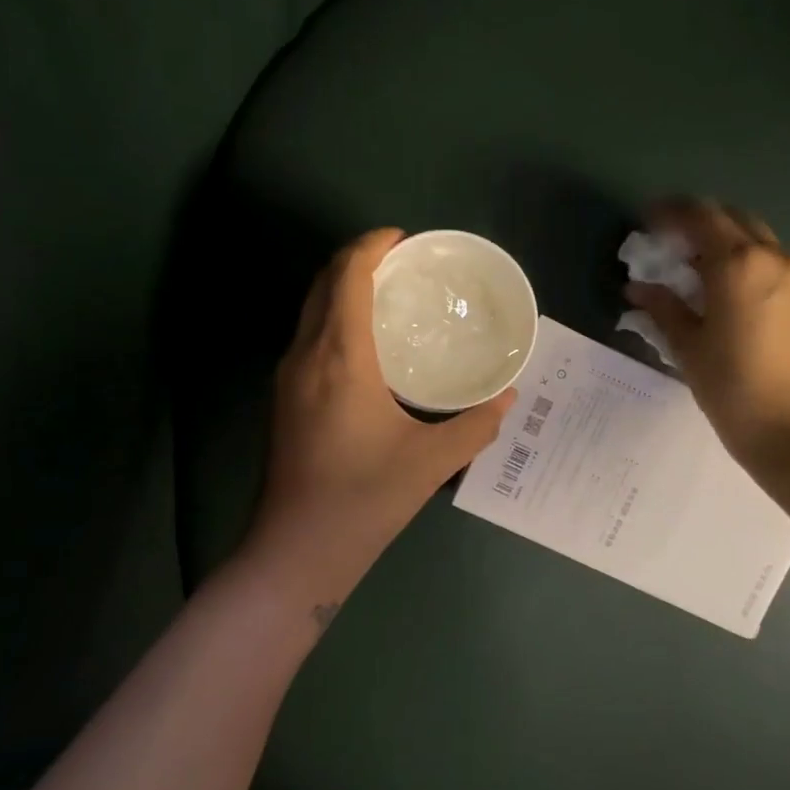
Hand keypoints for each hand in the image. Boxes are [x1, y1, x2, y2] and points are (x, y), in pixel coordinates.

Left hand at [251, 228, 516, 569]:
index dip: (372, 245)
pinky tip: (367, 347)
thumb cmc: (365, 499)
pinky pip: (309, 337)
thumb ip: (476, 425)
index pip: (346, 275)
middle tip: (404, 266)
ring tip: (389, 298)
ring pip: (311, 310)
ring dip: (344, 289)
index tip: (405, 240)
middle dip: (358, 260)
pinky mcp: (283, 399)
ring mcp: (287, 378)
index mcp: (340, 358)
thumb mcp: (432, 462)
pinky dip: (335, 319)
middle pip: (323, 283)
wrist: (297, 550)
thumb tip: (506, 398)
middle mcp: (305, 356)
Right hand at [624, 200, 789, 471]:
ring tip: (687, 266)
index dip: (668, 213)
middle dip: (694, 222)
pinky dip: (738, 257)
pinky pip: (765, 258)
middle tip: (664, 244)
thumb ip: (663, 307)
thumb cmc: (732, 387)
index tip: (643, 223)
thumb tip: (637, 288)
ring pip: (751, 236)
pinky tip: (716, 286)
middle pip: (729, 217)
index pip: (699, 216)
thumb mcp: (688, 346)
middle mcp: (771, 255)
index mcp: (738, 263)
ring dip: (718, 239)